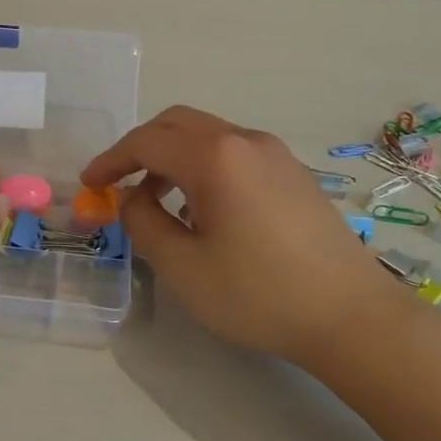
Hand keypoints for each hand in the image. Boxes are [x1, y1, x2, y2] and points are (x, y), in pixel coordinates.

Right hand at [81, 106, 407, 361]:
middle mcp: (246, 142)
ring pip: (208, 136)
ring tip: (156, 202)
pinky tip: (202, 209)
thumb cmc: (258, 294)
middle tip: (117, 183)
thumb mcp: (183, 266)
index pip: (146, 142)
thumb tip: (133, 199)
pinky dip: (202, 167)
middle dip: (139, 148)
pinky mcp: (293, 174)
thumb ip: (144, 223)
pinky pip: (234, 154)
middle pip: (177, 124)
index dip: (111, 160)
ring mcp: (276, 155)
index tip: (89, 184)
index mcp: (215, 158)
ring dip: (172, 158)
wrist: (351, 316)